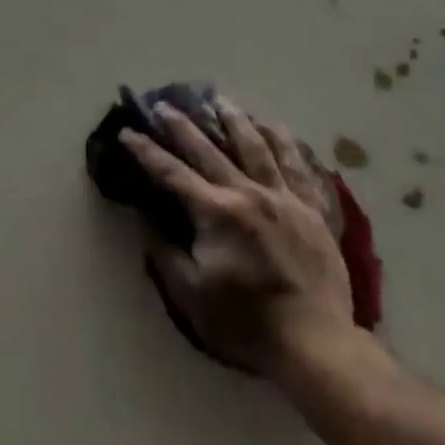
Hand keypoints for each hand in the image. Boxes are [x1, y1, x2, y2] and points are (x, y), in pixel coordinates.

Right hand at [123, 102, 358, 376]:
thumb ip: (165, 254)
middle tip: (164, 104)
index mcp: (216, 213)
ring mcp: (285, 198)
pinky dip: (285, 143)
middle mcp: (249, 194)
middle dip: (182, 126)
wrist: (316, 344)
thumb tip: (148, 223)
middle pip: (209, 150)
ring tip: (221, 100)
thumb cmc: (246, 323)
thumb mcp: (190, 296)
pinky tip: (276, 127)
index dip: (146, 152)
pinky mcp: (313, 210)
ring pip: (257, 147)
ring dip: (235, 120)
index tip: (127, 132)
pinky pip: (298, 167)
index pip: (172, 173)